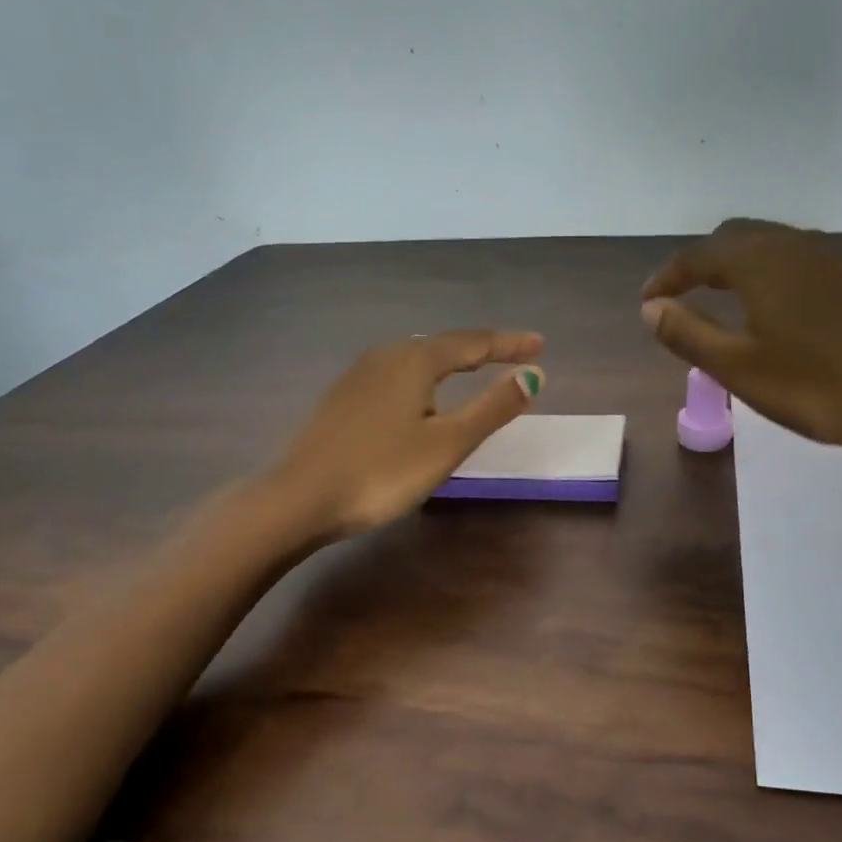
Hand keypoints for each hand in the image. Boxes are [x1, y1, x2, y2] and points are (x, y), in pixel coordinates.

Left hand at [277, 331, 545, 538]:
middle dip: (481, 349)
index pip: (473, 342)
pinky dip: (425, 378)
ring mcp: (358, 376)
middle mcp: (385, 356)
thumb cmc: (382, 472)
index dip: (510, 344)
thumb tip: (533, 375)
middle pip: (443, 345)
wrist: (300, 499)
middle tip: (513, 354)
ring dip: (451, 362)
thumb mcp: (447, 443)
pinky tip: (422, 395)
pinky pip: (397, 376)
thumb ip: (492, 408)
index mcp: (414, 360)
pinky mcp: (343, 399)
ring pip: (417, 359)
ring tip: (475, 368)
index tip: (540, 344)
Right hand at [641, 219, 841, 456]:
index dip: (667, 277)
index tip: (647, 302)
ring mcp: (829, 261)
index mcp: (759, 263)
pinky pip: (793, 263)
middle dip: (700, 264)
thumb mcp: (738, 367)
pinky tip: (769, 311)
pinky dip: (765, 276)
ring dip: (734, 267)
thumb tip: (651, 308)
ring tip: (717, 302)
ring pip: (768, 248)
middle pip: (734, 239)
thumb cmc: (817, 386)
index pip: (699, 256)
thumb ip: (688, 334)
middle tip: (679, 298)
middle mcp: (793, 247)